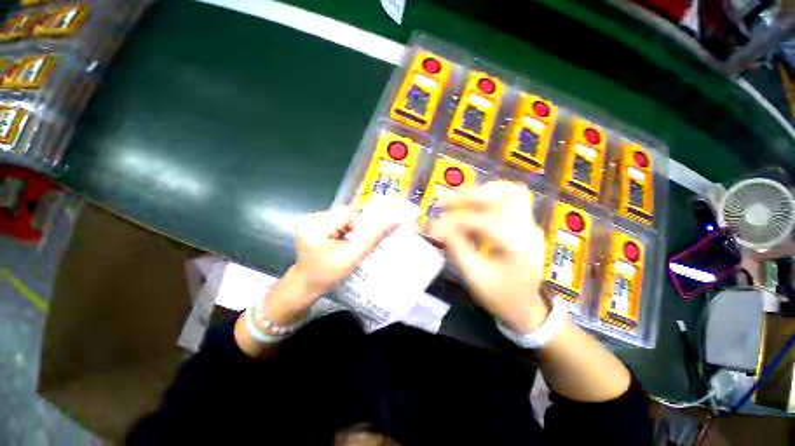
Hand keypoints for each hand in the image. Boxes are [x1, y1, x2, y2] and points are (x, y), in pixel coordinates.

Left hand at [267, 207, 395, 318]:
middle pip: (344, 214)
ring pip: (341, 217)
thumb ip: (375, 236)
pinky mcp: (312, 224)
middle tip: (348, 246)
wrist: (308, 286)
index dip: (357, 228)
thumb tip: (396, 219)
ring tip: (342, 245)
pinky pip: (335, 221)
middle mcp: (310, 218)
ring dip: (347, 230)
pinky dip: (341, 230)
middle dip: (352, 229)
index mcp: (315, 225)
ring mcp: (310, 221)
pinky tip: (337, 243)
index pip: (347, 214)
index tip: (353, 244)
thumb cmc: (329, 274)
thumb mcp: (354, 255)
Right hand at [429, 181, 547, 332]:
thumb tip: (438, 227)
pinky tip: (473, 205)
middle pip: (504, 196)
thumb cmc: (500, 297)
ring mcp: (531, 225)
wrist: (527, 308)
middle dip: (470, 197)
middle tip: (444, 203)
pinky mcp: (526, 224)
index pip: (484, 221)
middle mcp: (529, 230)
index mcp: (518, 247)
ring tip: (459, 200)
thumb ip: (457, 247)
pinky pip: (510, 199)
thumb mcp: (474, 276)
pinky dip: (489, 196)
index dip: (455, 221)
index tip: (434, 226)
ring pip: (510, 192)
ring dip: (482, 192)